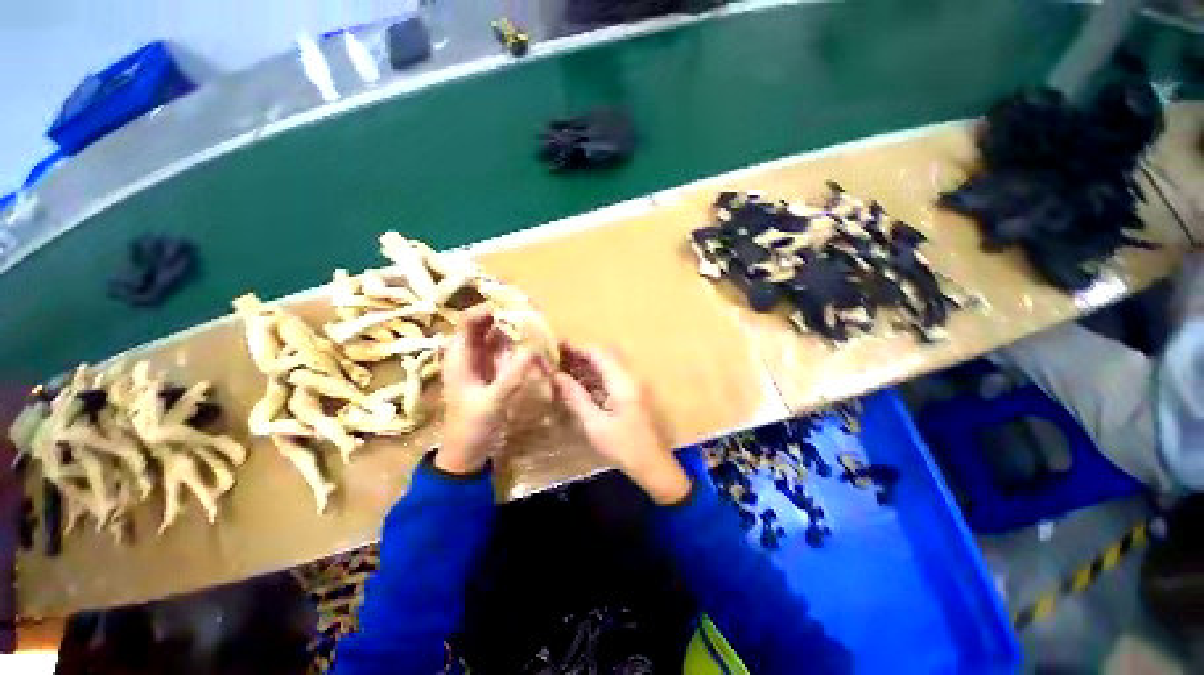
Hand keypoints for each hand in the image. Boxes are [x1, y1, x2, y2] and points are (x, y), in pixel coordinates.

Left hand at [438, 308, 544, 473]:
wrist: (465, 453)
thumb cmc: (471, 427)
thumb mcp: (492, 402)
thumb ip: (512, 375)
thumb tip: (533, 347)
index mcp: (458, 357)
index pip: (468, 321)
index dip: (488, 308)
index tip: (515, 304)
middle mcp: (466, 354)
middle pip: (483, 324)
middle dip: (505, 313)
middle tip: (531, 309)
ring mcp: (478, 362)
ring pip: (494, 336)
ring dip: (512, 327)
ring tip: (535, 320)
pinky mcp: (489, 371)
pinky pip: (502, 349)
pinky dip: (515, 342)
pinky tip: (531, 341)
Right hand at [553, 344, 690, 504]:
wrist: (653, 465)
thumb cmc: (623, 446)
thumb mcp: (595, 423)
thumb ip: (576, 397)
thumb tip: (557, 376)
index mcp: (623, 381)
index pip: (598, 354)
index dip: (577, 348)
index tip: (557, 347)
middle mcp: (629, 377)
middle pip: (603, 357)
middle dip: (580, 356)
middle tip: (557, 358)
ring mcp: (632, 386)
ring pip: (607, 368)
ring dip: (587, 367)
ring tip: (563, 369)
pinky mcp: (632, 395)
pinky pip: (611, 379)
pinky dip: (594, 378)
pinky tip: (579, 385)